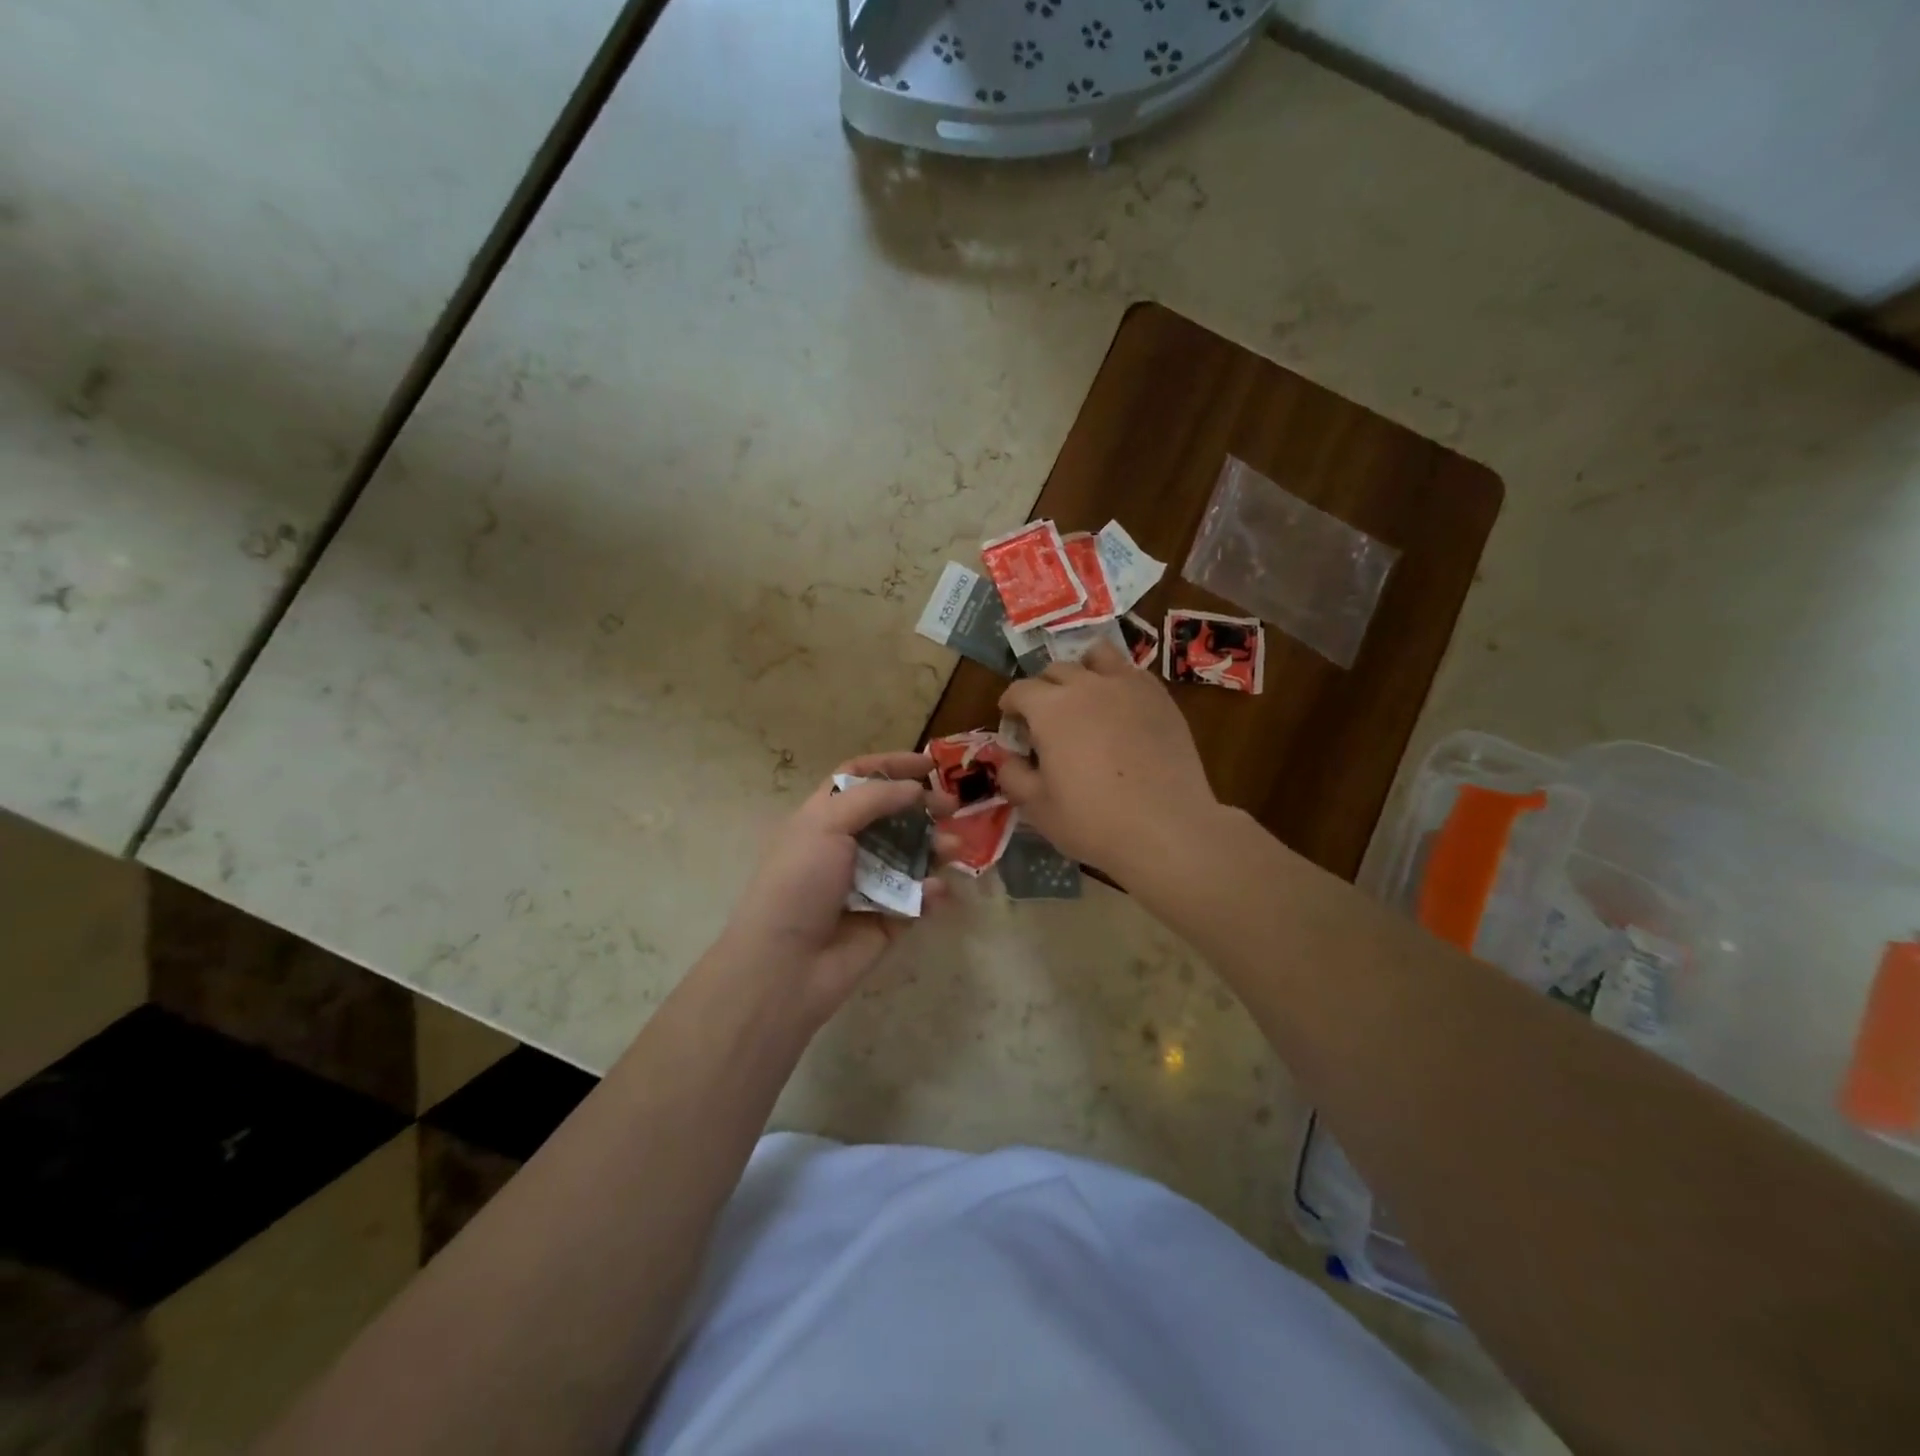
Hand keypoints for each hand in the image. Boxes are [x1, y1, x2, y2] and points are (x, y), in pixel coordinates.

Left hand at [720, 752, 953, 1023]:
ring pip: (911, 856)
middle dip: (924, 808)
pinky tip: (934, 893)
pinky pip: (917, 899)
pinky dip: (930, 892)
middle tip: (954, 807)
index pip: (859, 778)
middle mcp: (846, 847)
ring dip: (935, 848)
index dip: (892, 766)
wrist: (784, 966)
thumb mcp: (826, 825)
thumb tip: (914, 789)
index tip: (930, 765)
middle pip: (893, 816)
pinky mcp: (887, 920)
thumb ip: (874, 798)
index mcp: (823, 819)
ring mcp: (868, 884)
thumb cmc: (799, 884)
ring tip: (954, 850)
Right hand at [998, 641, 1219, 873]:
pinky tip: (1121, 708)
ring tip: (1084, 695)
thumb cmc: (1093, 821)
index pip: (1019, 690)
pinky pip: (1132, 673)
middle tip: (1045, 717)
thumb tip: (1006, 757)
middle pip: (1056, 670)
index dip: (1010, 705)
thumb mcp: (1037, 807)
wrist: (1166, 829)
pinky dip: (1118, 681)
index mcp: (1050, 708)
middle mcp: (1087, 685)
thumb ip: (1013, 775)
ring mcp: (1128, 686)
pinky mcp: (1161, 697)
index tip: (1011, 721)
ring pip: (1097, 656)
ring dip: (1083, 669)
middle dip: (1043, 688)